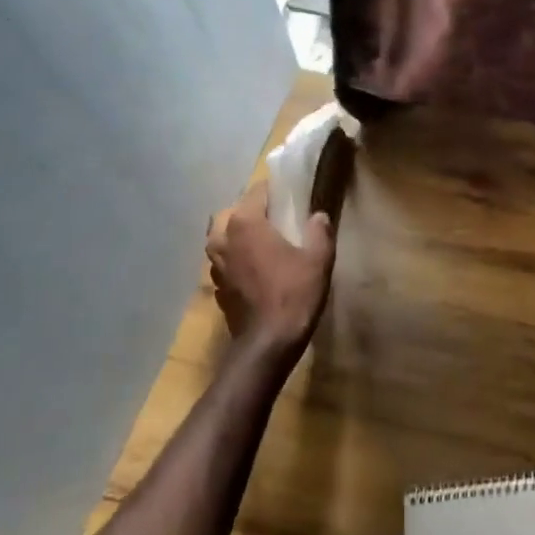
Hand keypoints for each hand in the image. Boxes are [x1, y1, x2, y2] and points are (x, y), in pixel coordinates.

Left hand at [205, 183, 334, 354]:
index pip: (256, 192)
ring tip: (262, 242)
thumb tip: (318, 215)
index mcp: (245, 223)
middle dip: (250, 211)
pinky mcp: (217, 287)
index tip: (291, 194)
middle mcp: (223, 239)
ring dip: (238, 235)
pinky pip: (224, 261)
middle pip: (231, 212)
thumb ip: (319, 231)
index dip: (274, 190)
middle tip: (274, 218)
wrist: (268, 343)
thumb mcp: (318, 259)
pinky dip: (236, 259)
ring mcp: (215, 265)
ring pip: (221, 237)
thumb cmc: (294, 294)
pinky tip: (255, 269)